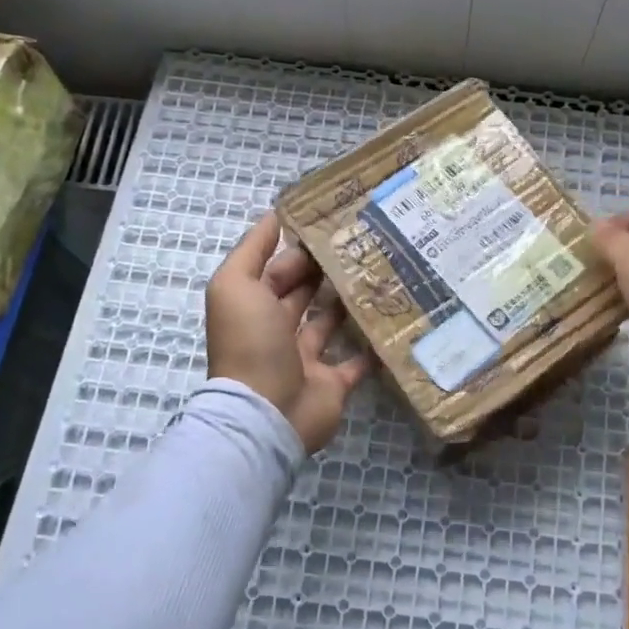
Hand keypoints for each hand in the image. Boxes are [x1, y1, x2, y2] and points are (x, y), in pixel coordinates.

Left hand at [206, 212, 374, 452]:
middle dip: (326, 271)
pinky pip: (356, 362)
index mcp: (252, 306)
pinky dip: (371, 346)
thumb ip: (252, 249)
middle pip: (302, 294)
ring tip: (381, 273)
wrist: (267, 412)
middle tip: (365, 244)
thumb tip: (274, 215)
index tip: (334, 225)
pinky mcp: (332, 383)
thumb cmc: (250, 342)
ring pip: (329, 324)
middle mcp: (276, 330)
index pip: (276, 269)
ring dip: (348, 303)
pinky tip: (392, 321)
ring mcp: (305, 359)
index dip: (299, 248)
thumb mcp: (236, 284)